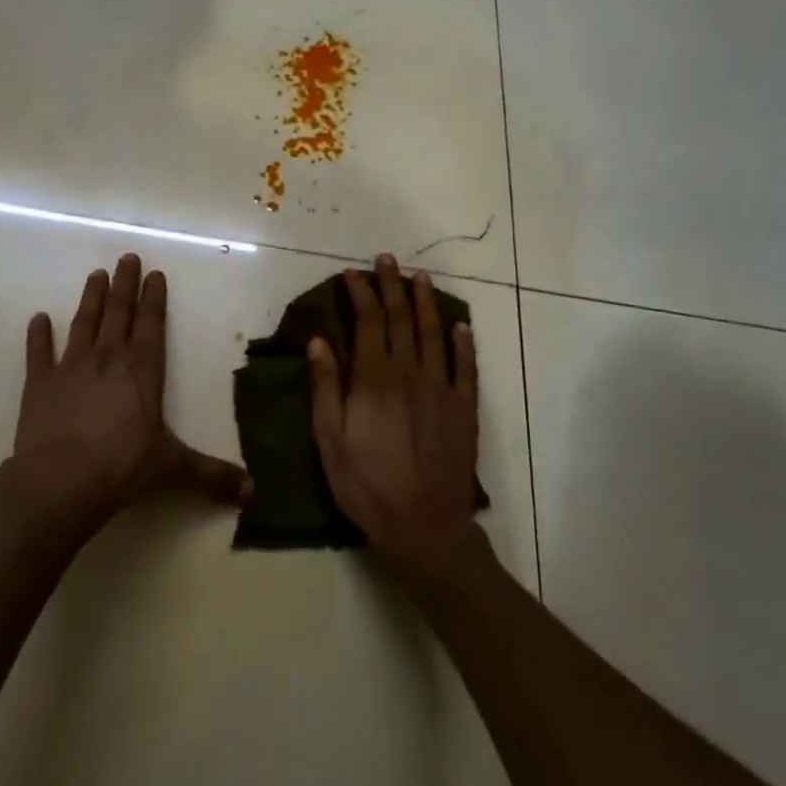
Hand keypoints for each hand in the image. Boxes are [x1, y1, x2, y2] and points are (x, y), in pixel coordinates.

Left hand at [6, 254, 248, 537]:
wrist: (60, 482)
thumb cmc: (123, 468)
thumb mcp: (174, 470)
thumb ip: (212, 476)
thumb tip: (254, 492)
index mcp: (142, 371)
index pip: (152, 324)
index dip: (154, 298)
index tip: (154, 273)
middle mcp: (108, 359)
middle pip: (119, 313)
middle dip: (124, 284)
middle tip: (127, 257)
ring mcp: (70, 368)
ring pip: (84, 323)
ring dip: (91, 298)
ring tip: (95, 274)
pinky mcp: (39, 384)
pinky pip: (38, 353)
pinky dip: (38, 335)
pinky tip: (38, 318)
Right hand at [309, 255, 482, 579]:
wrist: (424, 526)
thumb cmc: (366, 484)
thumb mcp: (329, 440)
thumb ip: (325, 387)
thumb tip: (319, 340)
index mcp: (374, 379)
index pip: (367, 323)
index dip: (360, 294)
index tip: (352, 275)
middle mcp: (410, 373)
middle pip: (401, 319)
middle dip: (391, 286)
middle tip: (387, 259)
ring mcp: (442, 389)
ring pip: (434, 334)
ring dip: (425, 303)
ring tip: (419, 277)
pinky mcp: (464, 409)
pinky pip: (466, 367)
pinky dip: (463, 343)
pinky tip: (460, 325)